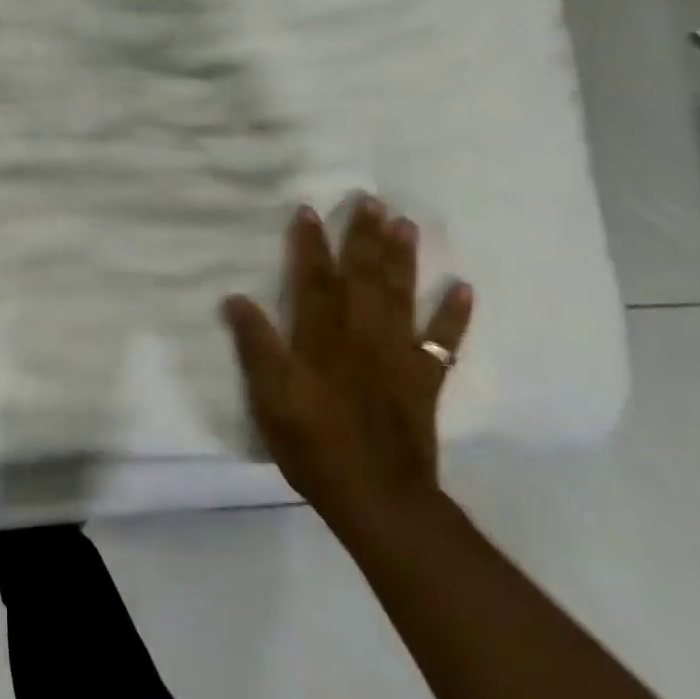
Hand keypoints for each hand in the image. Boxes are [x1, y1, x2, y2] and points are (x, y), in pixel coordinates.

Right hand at [223, 197, 473, 533]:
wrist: (378, 498)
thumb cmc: (313, 444)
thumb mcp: (268, 398)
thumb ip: (255, 346)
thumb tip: (236, 298)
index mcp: (322, 338)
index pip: (315, 280)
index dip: (310, 244)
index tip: (310, 210)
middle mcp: (362, 336)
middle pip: (364, 278)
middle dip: (365, 237)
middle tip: (372, 200)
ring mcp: (398, 356)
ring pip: (401, 297)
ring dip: (403, 259)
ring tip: (407, 224)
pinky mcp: (423, 381)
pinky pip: (442, 342)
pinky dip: (454, 315)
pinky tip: (463, 289)